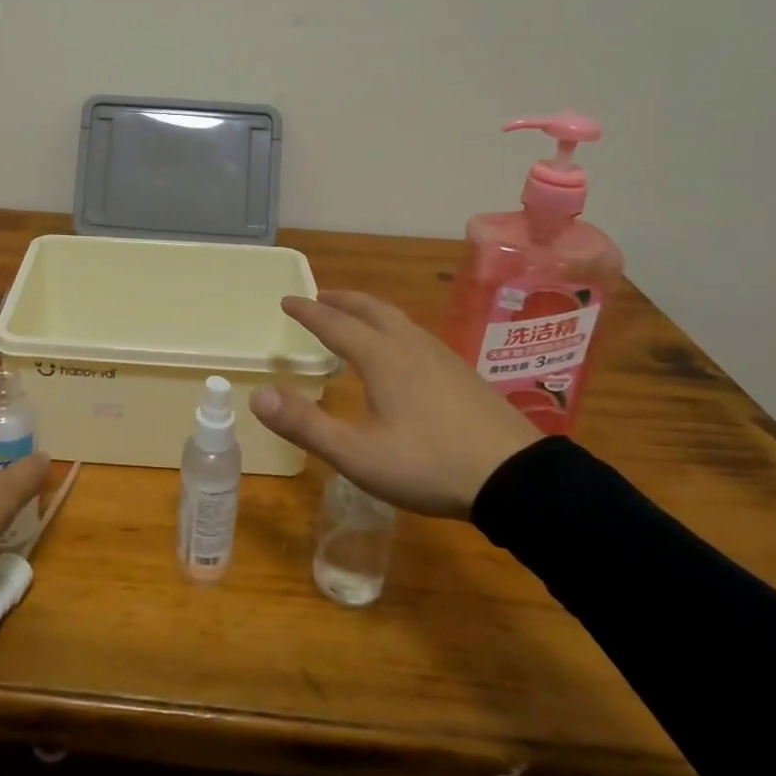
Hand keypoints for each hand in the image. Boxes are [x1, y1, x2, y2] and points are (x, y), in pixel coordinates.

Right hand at [250, 291, 538, 517]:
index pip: (335, 323)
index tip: (286, 300)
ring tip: (354, 319)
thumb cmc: (430, 465)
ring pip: (397, 319)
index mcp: (382, 357)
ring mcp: (442, 356)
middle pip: (370, 308)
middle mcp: (410, 345)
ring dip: (368, 310)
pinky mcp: (462, 373)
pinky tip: (400, 352)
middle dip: (340, 299)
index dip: (307, 311)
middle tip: (318, 296)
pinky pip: (416, 334)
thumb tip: (257, 394)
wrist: (517, 479)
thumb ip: (306, 425)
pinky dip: (392, 328)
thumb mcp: (358, 455)